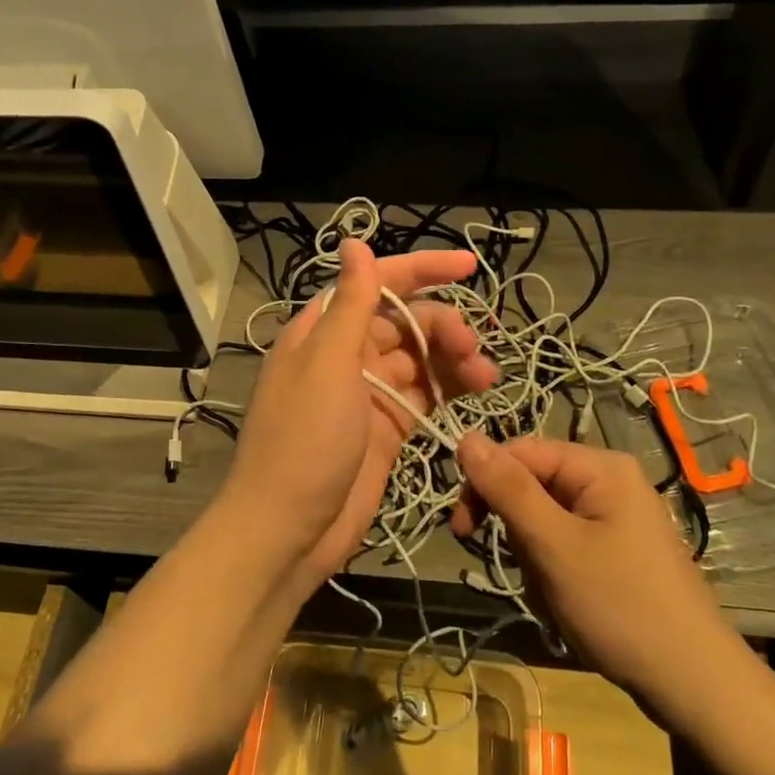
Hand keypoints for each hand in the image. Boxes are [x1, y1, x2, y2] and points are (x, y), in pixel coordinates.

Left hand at [220, 239, 498, 587]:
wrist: (287, 531)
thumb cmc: (304, 440)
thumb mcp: (327, 364)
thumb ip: (350, 303)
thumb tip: (354, 242)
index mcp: (325, 330)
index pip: (379, 283)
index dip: (424, 268)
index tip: (470, 265)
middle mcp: (347, 354)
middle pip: (407, 322)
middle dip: (444, 326)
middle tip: (474, 349)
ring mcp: (368, 393)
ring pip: (421, 360)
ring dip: (454, 359)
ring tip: (486, 376)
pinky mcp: (387, 429)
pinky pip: (424, 396)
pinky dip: (449, 390)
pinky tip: (476, 392)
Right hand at [453, 435, 742, 707]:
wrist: (695, 686)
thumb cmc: (620, 607)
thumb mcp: (554, 545)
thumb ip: (508, 489)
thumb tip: (465, 436)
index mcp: (600, 466)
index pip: (521, 453)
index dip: (485, 484)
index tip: (462, 530)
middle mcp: (610, 480)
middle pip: (533, 486)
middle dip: (519, 532)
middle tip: (529, 573)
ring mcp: (617, 517)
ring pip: (545, 521)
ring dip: (536, 560)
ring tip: (558, 597)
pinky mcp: (619, 549)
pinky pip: (567, 545)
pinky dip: (556, 573)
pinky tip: (571, 606)